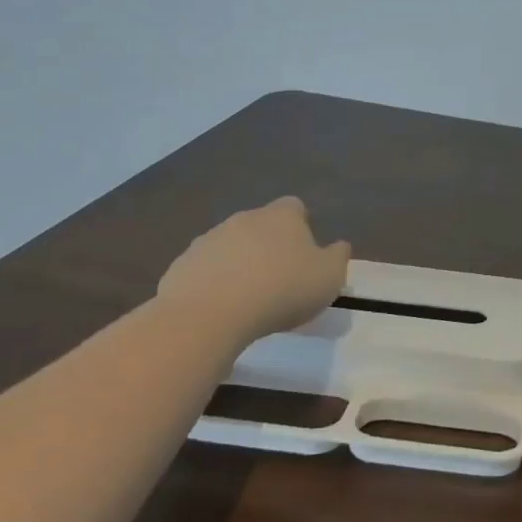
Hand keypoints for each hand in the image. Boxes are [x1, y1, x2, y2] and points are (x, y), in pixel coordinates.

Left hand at [158, 196, 350, 342]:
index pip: (295, 207)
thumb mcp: (329, 277)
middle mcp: (244, 218)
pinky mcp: (181, 266)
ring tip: (249, 299)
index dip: (302, 226)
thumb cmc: (281, 290)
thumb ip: (338, 257)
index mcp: (282, 216)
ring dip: (239, 264)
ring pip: (230, 247)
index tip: (306, 254)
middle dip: (269, 246)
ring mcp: (208, 240)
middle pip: (260, 225)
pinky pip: (204, 271)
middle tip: (279, 279)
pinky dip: (213, 284)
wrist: (210, 314)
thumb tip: (339, 246)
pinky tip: (220, 310)